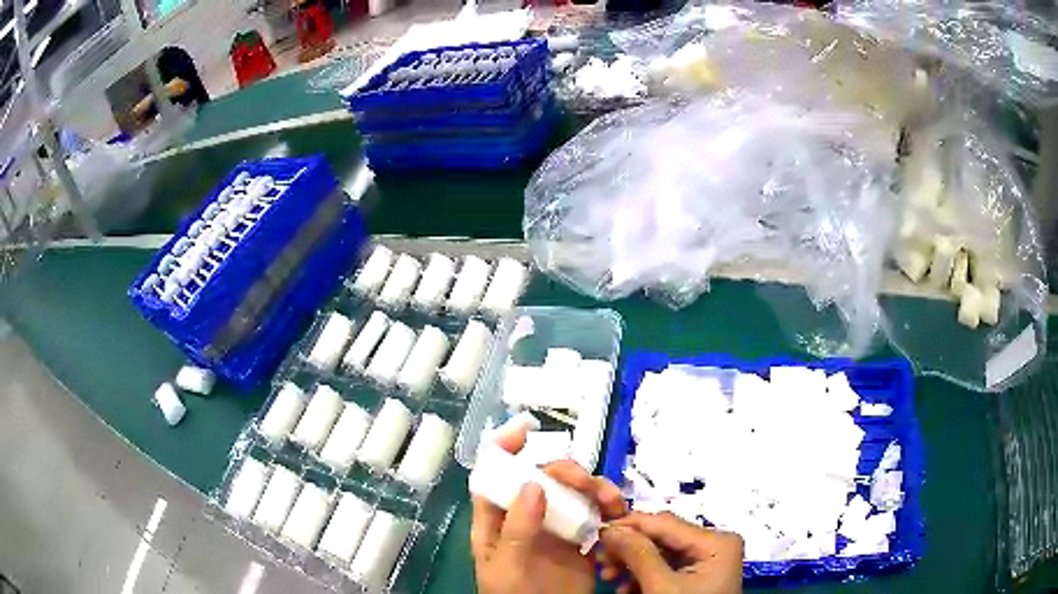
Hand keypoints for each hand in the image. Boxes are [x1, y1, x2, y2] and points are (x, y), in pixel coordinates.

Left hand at [471, 427, 626, 593]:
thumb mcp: (506, 566)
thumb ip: (517, 529)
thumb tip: (533, 484)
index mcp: (498, 520)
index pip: (495, 476)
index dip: (505, 449)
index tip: (526, 430)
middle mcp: (528, 517)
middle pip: (544, 478)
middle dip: (566, 471)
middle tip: (581, 481)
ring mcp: (556, 528)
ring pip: (575, 493)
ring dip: (595, 488)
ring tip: (611, 502)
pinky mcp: (582, 541)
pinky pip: (597, 515)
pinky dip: (610, 509)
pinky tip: (618, 514)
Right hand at [599, 511, 743, 593]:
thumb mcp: (661, 588)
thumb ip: (639, 555)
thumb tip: (610, 529)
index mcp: (716, 541)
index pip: (666, 523)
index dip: (630, 524)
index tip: (598, 531)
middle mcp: (715, 544)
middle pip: (662, 537)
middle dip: (629, 549)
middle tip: (600, 559)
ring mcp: (707, 560)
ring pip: (660, 553)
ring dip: (631, 564)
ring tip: (608, 576)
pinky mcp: (697, 575)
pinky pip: (666, 567)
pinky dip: (642, 576)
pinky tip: (624, 587)